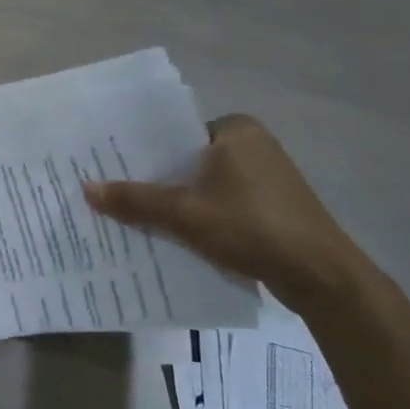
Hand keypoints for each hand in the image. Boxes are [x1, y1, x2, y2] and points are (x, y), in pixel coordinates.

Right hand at [82, 114, 374, 314]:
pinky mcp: (273, 205)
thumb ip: (136, 200)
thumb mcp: (185, 214)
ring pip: (204, 182)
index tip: (109, 164)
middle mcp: (253, 144)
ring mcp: (267, 176)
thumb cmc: (252, 228)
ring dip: (176, 198)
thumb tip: (86, 189)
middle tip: (113, 189)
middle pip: (187, 158)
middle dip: (155, 177)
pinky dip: (200, 213)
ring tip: (134, 212)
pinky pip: (223, 200)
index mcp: (236, 129)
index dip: (141, 149)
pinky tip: (174, 232)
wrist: (323, 278)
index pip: (174, 131)